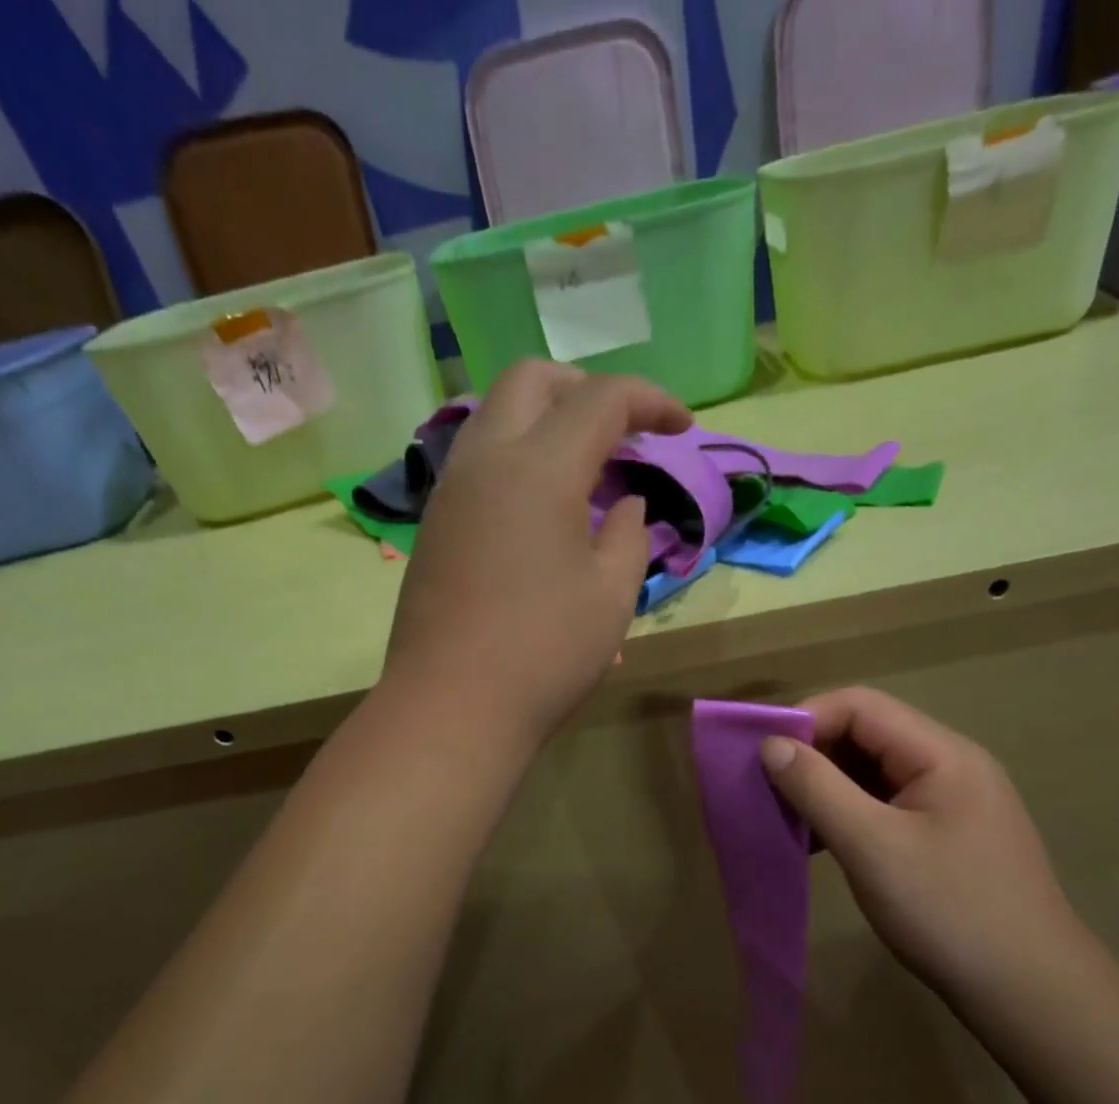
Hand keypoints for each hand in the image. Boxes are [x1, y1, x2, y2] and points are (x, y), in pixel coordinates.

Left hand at [384, 361, 692, 744]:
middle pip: (533, 381)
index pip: (600, 398)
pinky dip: (519, 456)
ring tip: (588, 469)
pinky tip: (544, 507)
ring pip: (497, 415)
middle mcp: (486, 460)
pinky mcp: (436, 524)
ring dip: (547, 421)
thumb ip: (630, 534)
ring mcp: (451, 490)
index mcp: (538, 468)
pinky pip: (479, 459)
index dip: (650, 400)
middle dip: (586, 390)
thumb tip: (625, 504)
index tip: (682, 426)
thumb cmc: (545, 654)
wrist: (452, 707)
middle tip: (624, 431)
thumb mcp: (612, 595)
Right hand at [761, 688, 1112, 998]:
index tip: (761, 755)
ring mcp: (951, 802)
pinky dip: (847, 815)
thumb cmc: (949, 911)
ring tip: (788, 819)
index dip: (806, 719)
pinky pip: (884, 806)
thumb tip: (771, 744)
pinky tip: (820, 844)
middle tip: (768, 790)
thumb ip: (818, 788)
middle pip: (867, 734)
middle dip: (813, 755)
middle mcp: (950, 765)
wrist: (1031, 994)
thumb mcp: (872, 846)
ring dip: (826, 787)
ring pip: (872, 772)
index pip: (861, 706)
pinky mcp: (945, 836)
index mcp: (942, 754)